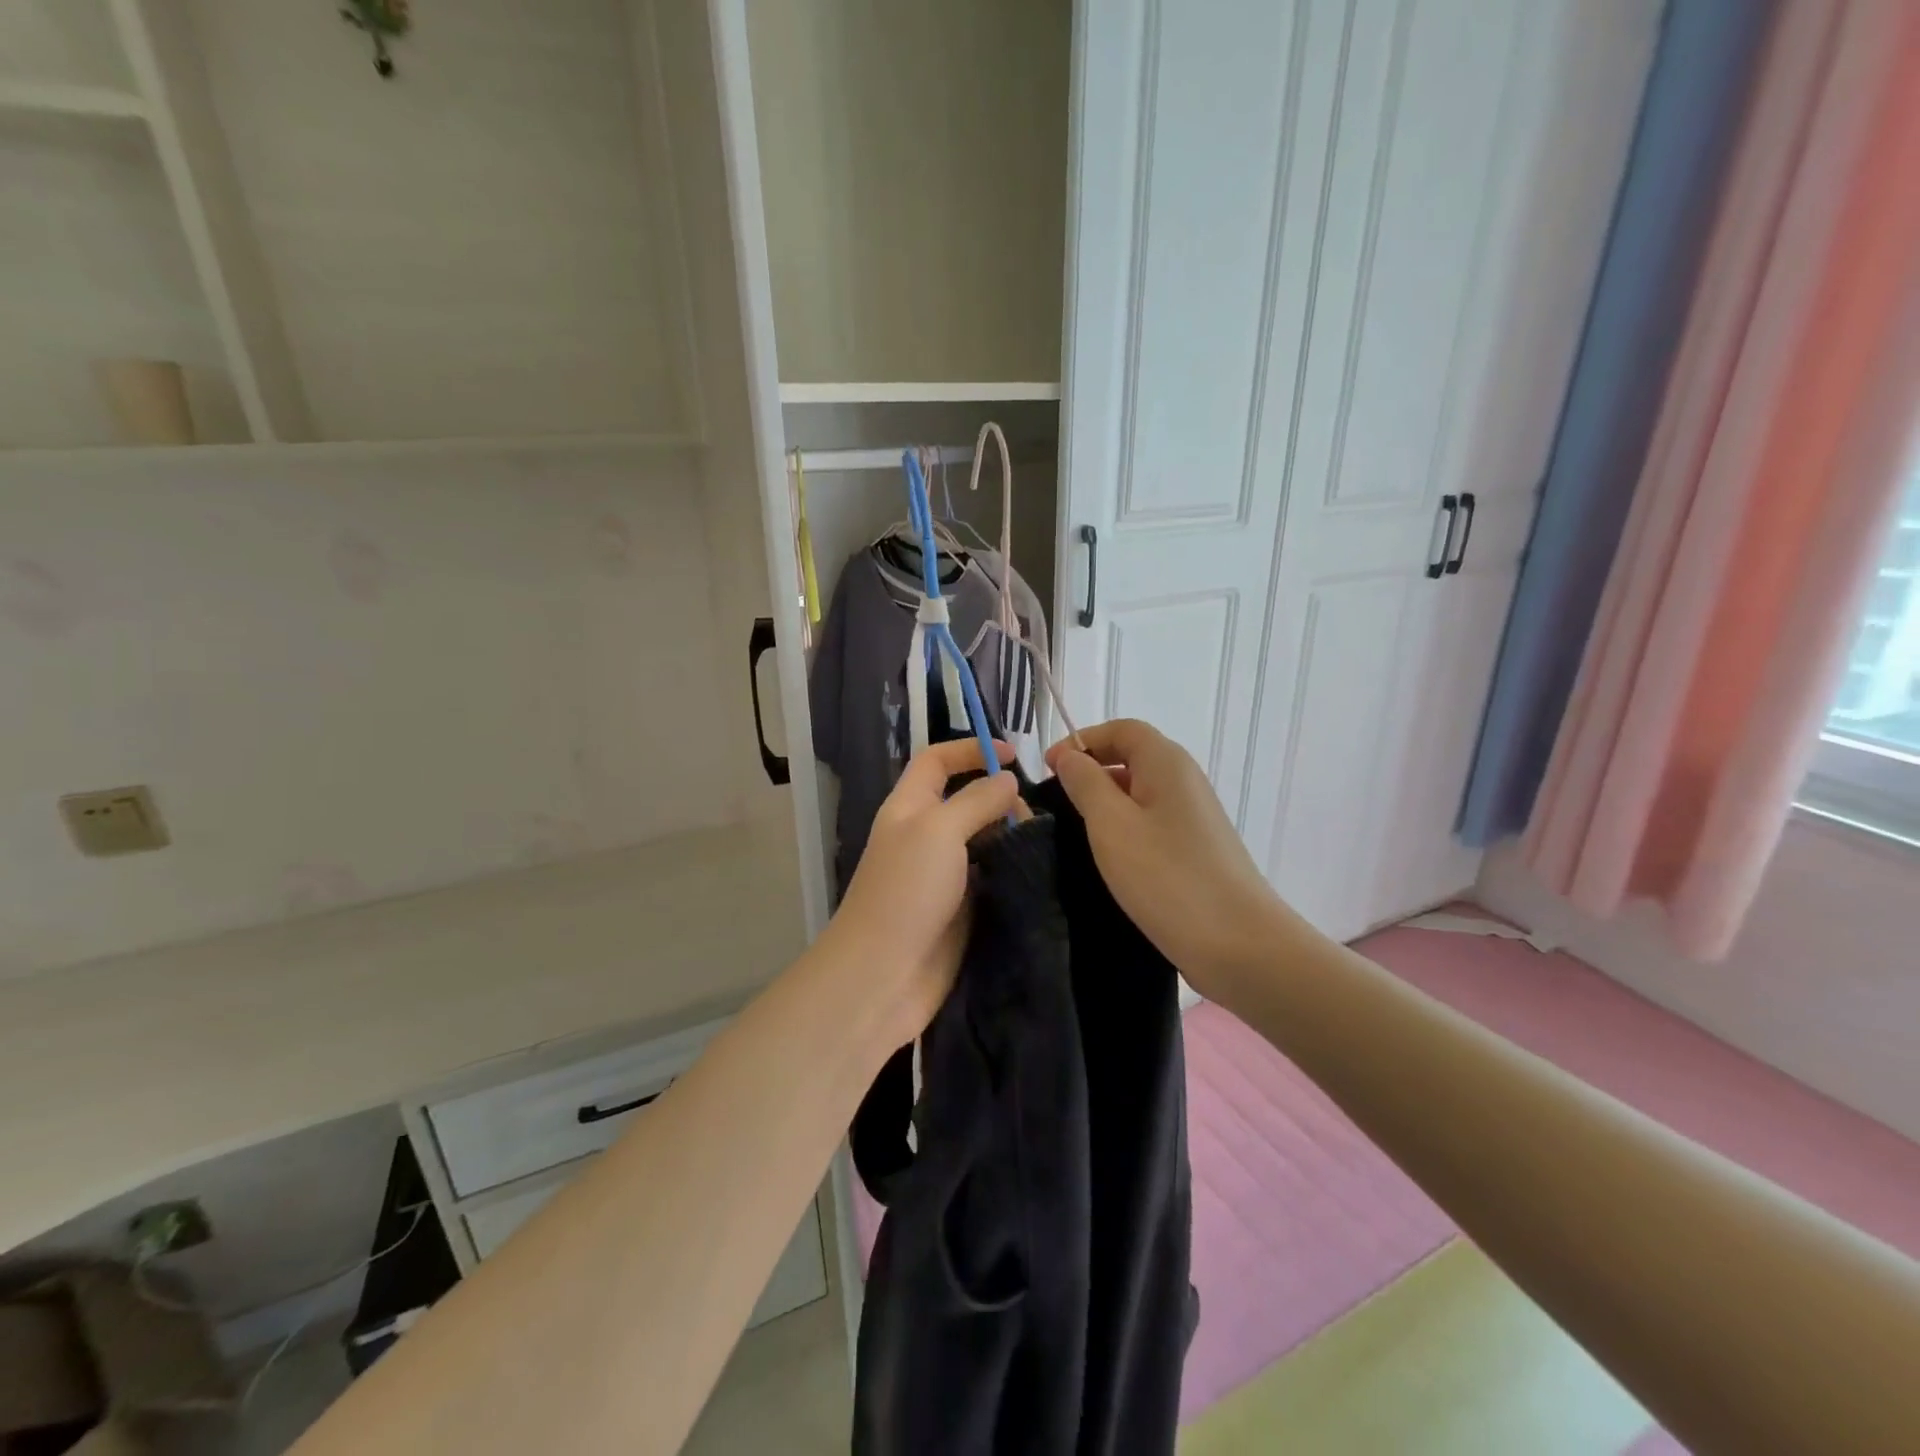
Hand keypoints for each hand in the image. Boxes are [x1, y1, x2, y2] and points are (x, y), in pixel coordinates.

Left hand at [822, 738, 1020, 1047]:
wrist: (884, 975)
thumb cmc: (906, 891)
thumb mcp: (939, 830)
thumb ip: (976, 801)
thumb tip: (1008, 782)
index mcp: (909, 807)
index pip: (937, 760)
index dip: (970, 749)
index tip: (1014, 755)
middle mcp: (924, 836)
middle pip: (965, 799)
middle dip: (999, 797)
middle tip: (1030, 815)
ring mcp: (942, 874)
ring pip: (982, 839)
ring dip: (1010, 835)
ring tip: (1039, 843)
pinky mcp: (961, 908)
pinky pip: (991, 877)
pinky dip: (1011, 870)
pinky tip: (1036, 870)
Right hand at [1046, 719, 1294, 999]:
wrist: (1239, 944)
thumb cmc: (1167, 876)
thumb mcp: (1111, 824)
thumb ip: (1085, 783)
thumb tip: (1069, 756)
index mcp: (1166, 762)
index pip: (1120, 729)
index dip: (1082, 741)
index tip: (1048, 770)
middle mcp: (1184, 780)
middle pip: (1131, 757)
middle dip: (1091, 771)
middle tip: (1056, 803)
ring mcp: (1194, 817)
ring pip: (1140, 793)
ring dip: (1105, 803)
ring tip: (1075, 833)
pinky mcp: (1195, 849)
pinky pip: (1152, 823)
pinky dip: (1125, 829)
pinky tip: (1109, 859)